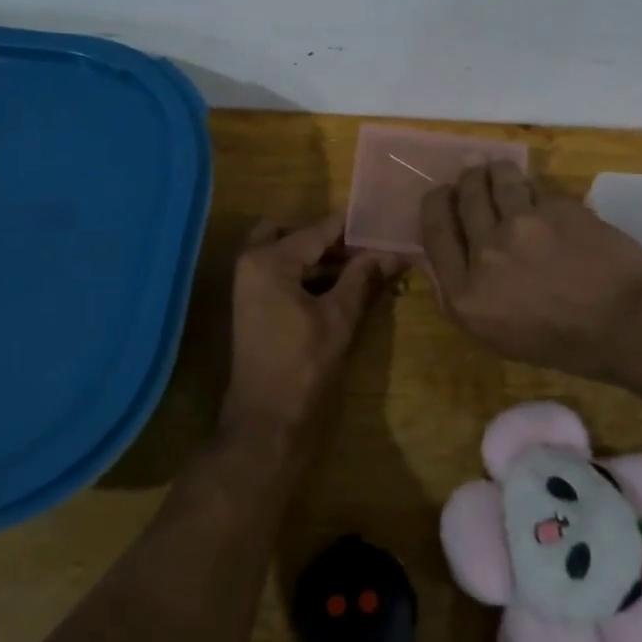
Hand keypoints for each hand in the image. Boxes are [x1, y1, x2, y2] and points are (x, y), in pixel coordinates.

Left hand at [222, 214, 400, 441]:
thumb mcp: (339, 316)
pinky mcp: (253, 302)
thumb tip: (393, 251)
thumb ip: (362, 277)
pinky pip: (281, 272)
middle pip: (293, 232)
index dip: (351, 228)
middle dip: (327, 237)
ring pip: (286, 252)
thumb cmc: (303, 363)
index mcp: (269, 259)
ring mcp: (248, 283)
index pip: (317, 229)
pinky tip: (339, 284)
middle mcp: (252, 261)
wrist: (266, 417)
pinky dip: (306, 272)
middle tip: (363, 246)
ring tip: (361, 264)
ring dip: (319, 255)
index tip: (382, 224)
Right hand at [419, 162, 641, 379]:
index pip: (434, 230)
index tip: (442, 195)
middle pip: (463, 197)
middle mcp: (486, 252)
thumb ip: (464, 295)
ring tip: (497, 169)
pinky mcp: (557, 208)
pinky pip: (536, 189)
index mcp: (465, 292)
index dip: (435, 204)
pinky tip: (540, 197)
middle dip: (465, 180)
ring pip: (497, 179)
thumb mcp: (496, 335)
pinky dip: (534, 190)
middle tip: (471, 173)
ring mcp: (522, 225)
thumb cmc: (562, 343)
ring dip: (494, 170)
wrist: (627, 325)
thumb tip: (446, 254)